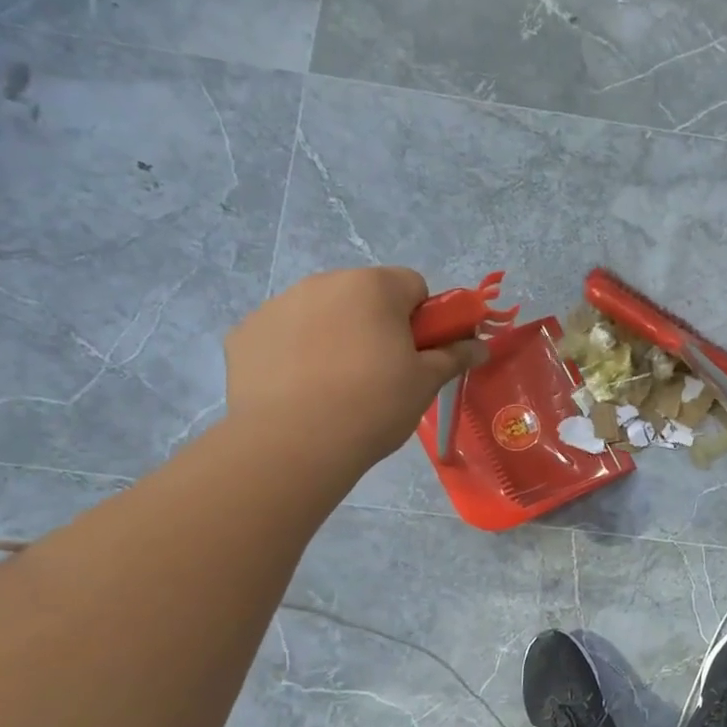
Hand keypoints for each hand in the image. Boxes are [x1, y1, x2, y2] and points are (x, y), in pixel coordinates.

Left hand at [225, 267, 486, 468]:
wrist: (293, 444)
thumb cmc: (373, 406)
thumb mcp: (425, 383)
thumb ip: (454, 356)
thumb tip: (481, 346)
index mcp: (373, 287)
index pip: (413, 285)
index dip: (423, 319)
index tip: (419, 354)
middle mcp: (323, 282)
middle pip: (364, 295)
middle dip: (377, 325)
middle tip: (382, 374)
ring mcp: (278, 305)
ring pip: (322, 313)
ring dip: (336, 336)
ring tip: (338, 388)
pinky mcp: (245, 333)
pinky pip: (283, 335)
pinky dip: (295, 354)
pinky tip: (301, 392)